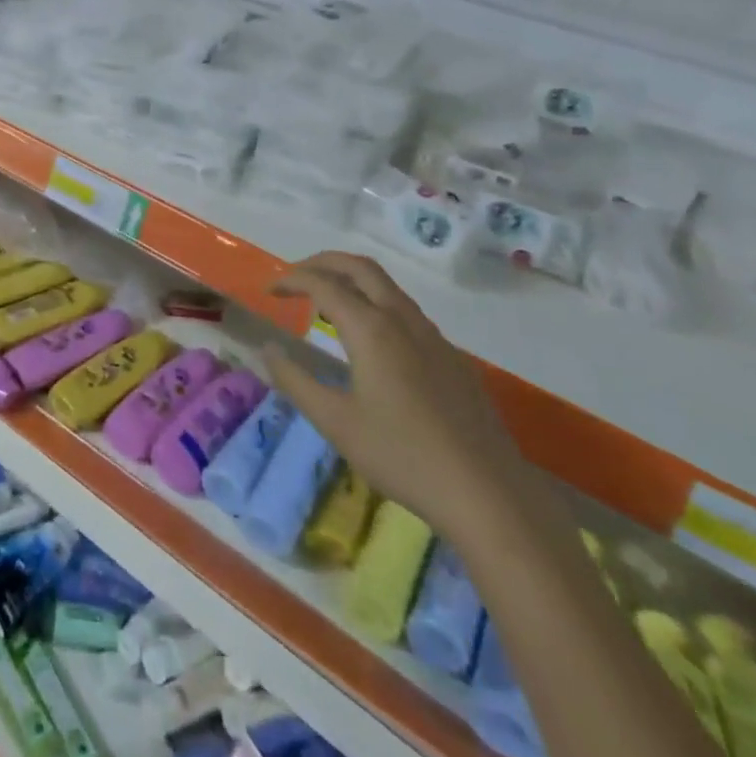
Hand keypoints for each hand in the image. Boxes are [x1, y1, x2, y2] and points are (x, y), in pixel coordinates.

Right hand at [266, 251, 530, 544]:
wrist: (488, 493)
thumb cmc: (402, 456)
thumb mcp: (335, 422)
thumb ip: (295, 380)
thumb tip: (267, 349)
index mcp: (372, 329)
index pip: (323, 284)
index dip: (291, 280)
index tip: (269, 292)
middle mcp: (403, 319)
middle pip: (360, 267)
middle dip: (323, 262)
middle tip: (295, 278)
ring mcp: (434, 337)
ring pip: (388, 287)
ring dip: (352, 281)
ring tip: (327, 304)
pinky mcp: (453, 358)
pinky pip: (407, 312)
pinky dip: (377, 305)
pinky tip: (371, 342)